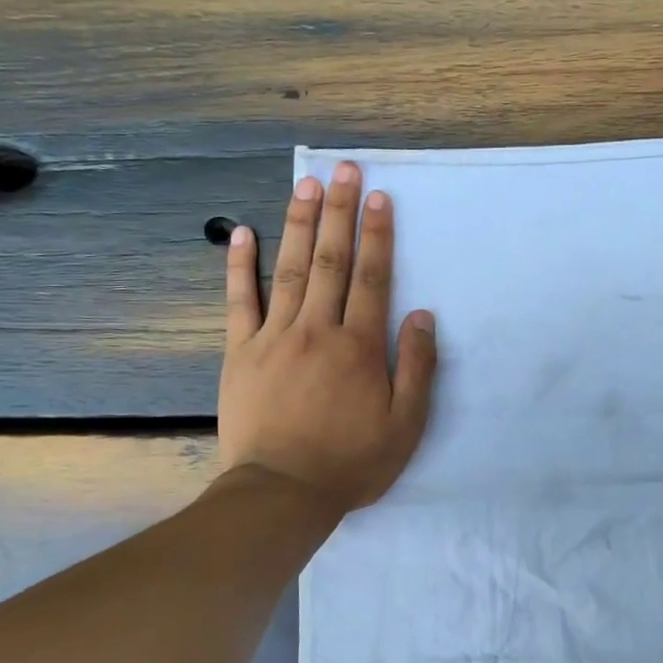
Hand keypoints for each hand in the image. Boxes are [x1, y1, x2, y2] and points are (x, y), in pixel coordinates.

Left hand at [219, 162, 437, 514]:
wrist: (282, 492)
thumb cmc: (351, 462)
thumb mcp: (405, 425)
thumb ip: (417, 367)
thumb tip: (422, 314)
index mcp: (360, 346)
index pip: (373, 278)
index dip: (377, 234)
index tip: (378, 196)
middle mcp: (318, 330)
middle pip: (331, 261)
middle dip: (339, 212)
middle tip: (343, 169)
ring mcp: (274, 337)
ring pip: (289, 270)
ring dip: (298, 224)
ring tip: (305, 185)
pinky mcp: (241, 352)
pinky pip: (240, 301)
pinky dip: (240, 266)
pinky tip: (242, 233)